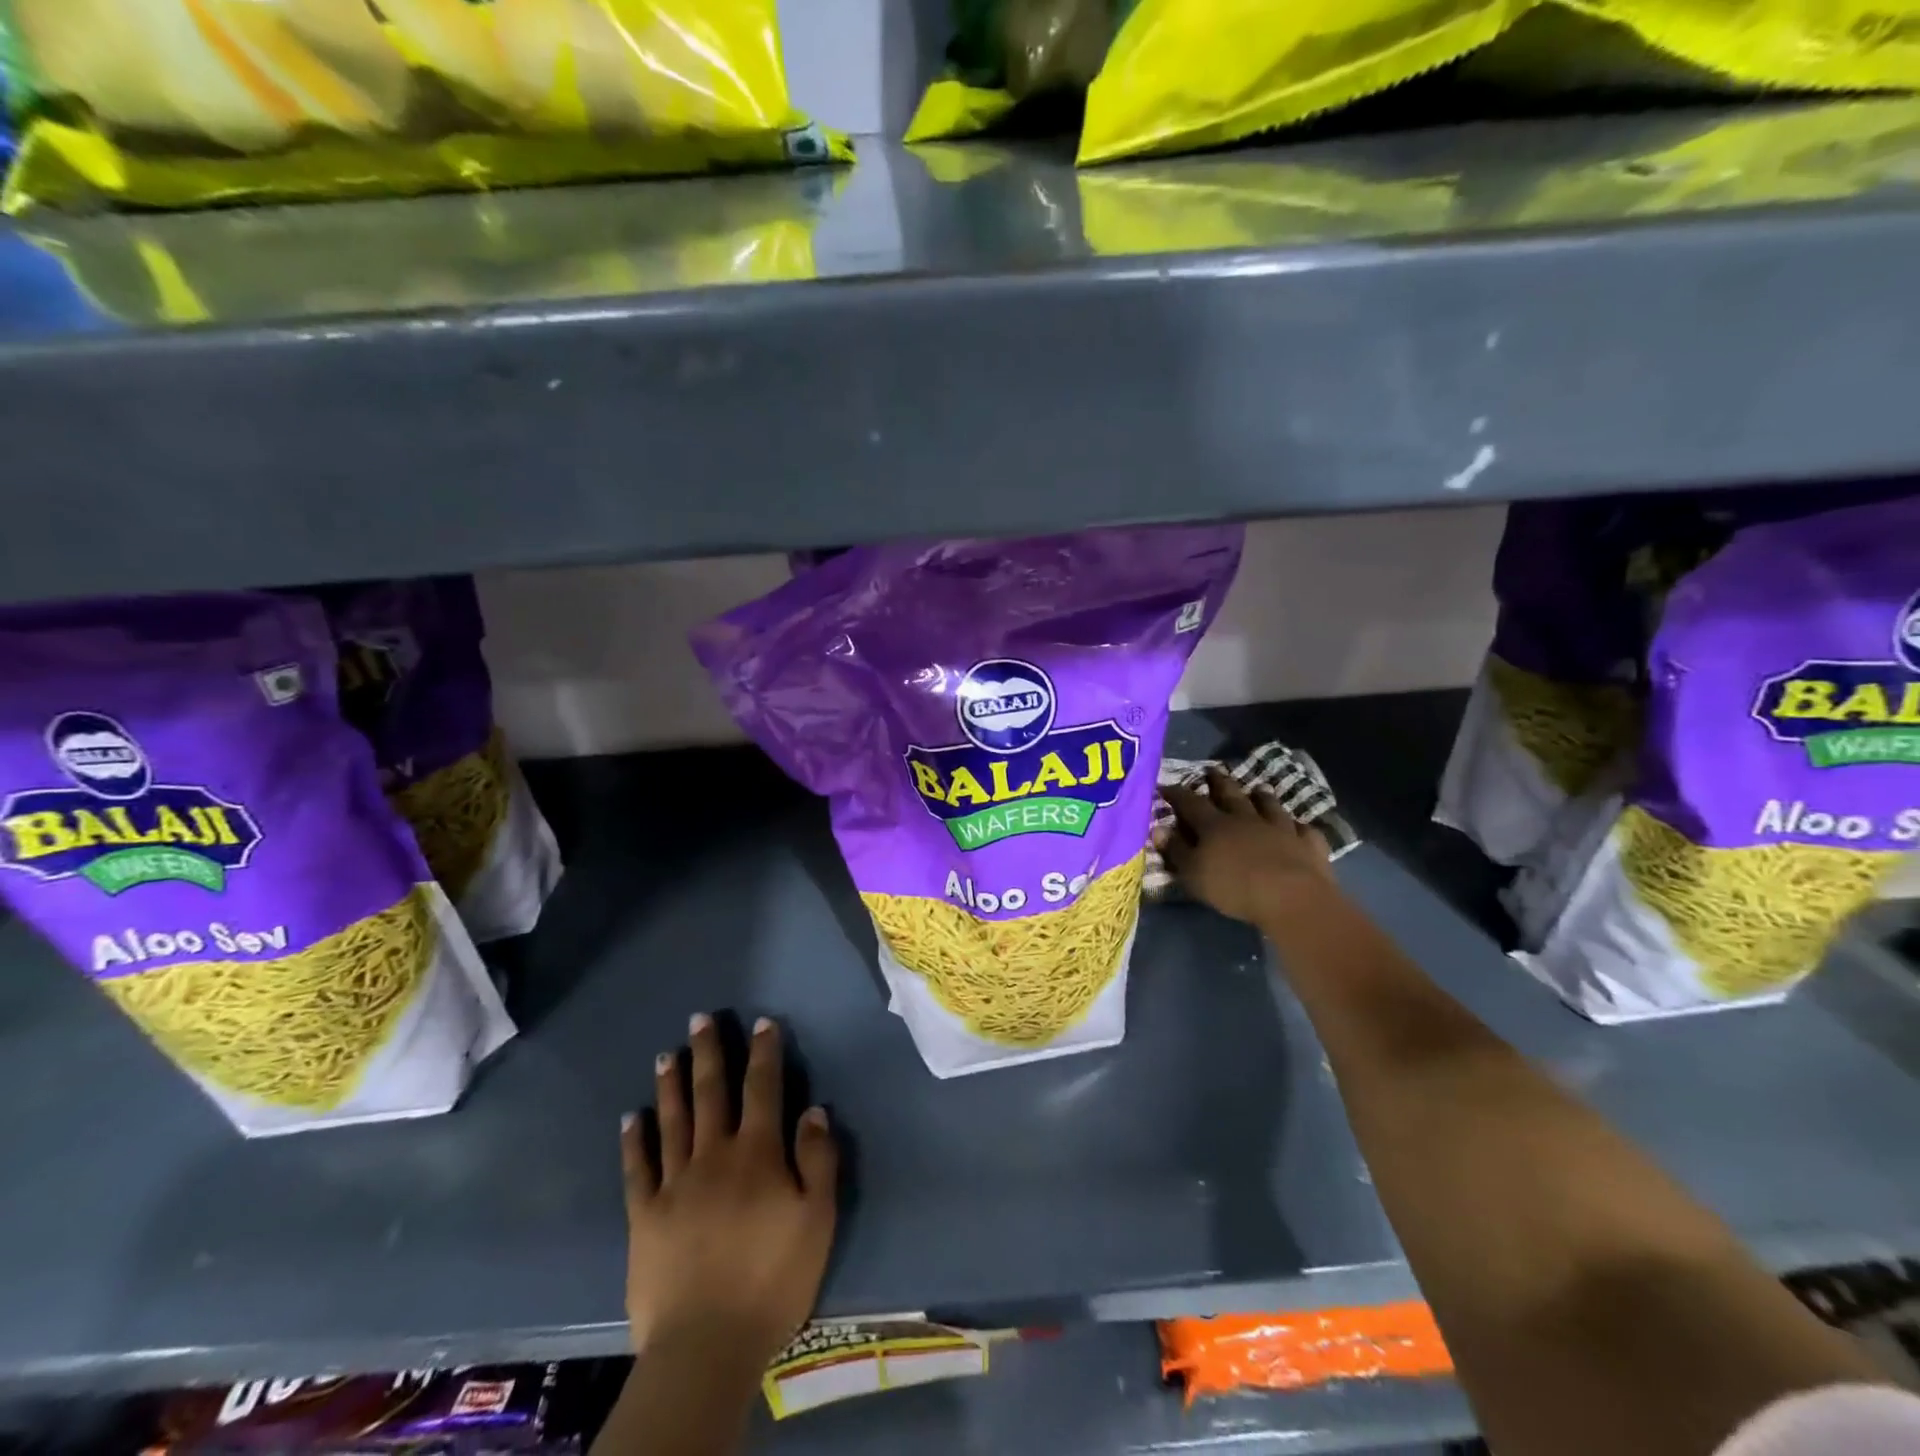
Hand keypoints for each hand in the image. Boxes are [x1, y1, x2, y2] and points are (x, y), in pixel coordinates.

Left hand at [619, 1014, 837, 1370]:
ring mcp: (674, 1183)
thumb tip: (814, 1109)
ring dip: (671, 1084)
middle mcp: (714, 1155)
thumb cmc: (773, 1279)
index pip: (763, 1088)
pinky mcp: (644, 1216)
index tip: (761, 1022)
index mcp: (758, 1153)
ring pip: (673, 1120)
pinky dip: (634, 1140)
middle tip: (700, 1019)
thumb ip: (818, 1160)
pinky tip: (630, 1118)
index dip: (764, 1052)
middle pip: (712, 1092)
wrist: (706, 1344)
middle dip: (709, 1052)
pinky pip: (637, 1168)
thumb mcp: (817, 1219)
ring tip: (668, 1054)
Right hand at [1158, 766, 1335, 926]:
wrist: (1292, 898)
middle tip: (1213, 770)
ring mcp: (1280, 829)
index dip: (1176, 793)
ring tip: (1258, 789)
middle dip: (1219, 782)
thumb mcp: (1193, 874)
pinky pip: (1303, 829)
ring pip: (1269, 805)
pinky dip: (1298, 826)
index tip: (1164, 785)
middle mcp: (1246, 819)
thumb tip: (1158, 828)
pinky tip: (1297, 825)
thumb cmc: (1234, 887)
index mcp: (1214, 825)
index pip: (1190, 803)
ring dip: (1262, 797)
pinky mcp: (1307, 844)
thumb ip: (1176, 850)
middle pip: (1231, 794)